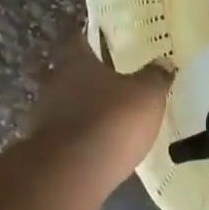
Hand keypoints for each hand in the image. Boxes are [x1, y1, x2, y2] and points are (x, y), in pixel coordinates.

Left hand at [24, 35, 170, 186]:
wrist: (72, 171)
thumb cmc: (112, 120)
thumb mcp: (146, 95)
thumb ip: (154, 77)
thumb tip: (164, 61)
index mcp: (76, 62)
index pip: (77, 40)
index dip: (87, 38)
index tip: (98, 40)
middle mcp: (54, 84)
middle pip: (66, 73)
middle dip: (83, 76)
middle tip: (105, 80)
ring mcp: (45, 117)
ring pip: (62, 104)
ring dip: (78, 108)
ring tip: (102, 115)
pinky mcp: (45, 148)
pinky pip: (64, 134)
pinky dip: (77, 135)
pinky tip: (93, 144)